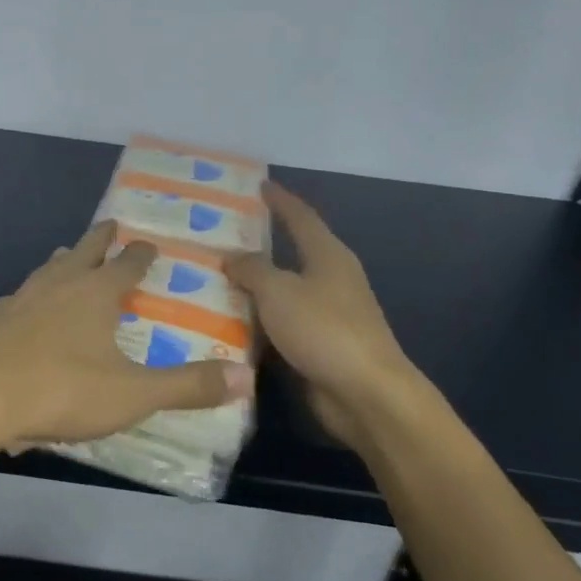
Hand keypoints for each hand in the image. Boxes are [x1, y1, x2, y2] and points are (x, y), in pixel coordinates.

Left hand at [0, 220, 254, 464]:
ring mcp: (20, 298)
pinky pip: (16, 299)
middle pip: (83, 251)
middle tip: (109, 223)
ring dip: (62, 260)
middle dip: (100, 238)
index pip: (126, 264)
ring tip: (67, 255)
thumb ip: (187, 385)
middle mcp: (57, 285)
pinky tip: (22, 307)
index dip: (140, 253)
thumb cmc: (62, 390)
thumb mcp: (133, 394)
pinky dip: (28, 297)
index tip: (147, 242)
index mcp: (94, 294)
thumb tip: (244, 376)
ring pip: (46, 269)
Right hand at [227, 182, 428, 447]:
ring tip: (214, 278)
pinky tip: (228, 321)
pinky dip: (258, 320)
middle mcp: (331, 280)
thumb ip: (251, 268)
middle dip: (258, 245)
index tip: (258, 185)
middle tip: (220, 236)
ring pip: (283, 291)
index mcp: (328, 256)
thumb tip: (231, 256)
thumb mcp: (278, 291)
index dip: (280, 200)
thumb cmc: (324, 329)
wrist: (366, 395)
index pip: (301, 217)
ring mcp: (327, 314)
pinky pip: (281, 323)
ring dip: (254, 287)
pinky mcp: (319, 346)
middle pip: (291, 253)